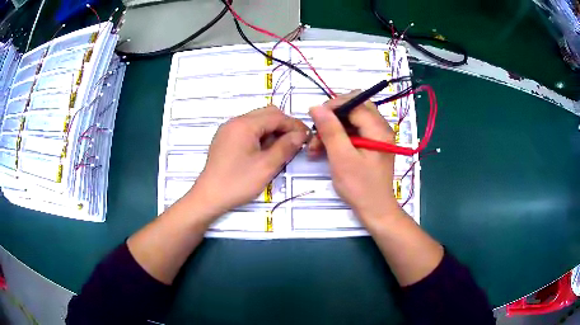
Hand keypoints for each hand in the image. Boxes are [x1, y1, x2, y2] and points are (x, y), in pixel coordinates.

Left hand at [186, 106, 308, 220]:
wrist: (209, 196)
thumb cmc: (238, 182)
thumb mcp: (266, 166)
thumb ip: (286, 147)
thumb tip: (301, 134)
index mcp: (244, 125)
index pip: (276, 116)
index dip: (294, 125)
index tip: (307, 137)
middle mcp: (235, 121)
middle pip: (266, 114)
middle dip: (283, 125)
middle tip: (295, 142)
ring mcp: (228, 129)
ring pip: (257, 121)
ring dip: (272, 130)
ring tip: (281, 148)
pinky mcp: (225, 138)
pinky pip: (247, 129)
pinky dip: (260, 135)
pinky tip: (264, 151)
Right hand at [307, 91, 400, 222]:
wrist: (375, 210)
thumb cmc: (360, 187)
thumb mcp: (342, 158)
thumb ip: (330, 130)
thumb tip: (316, 107)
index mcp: (378, 129)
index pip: (355, 103)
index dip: (333, 106)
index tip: (315, 118)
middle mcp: (381, 128)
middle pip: (355, 108)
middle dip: (332, 117)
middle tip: (317, 130)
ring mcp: (377, 137)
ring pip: (352, 121)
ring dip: (333, 129)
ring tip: (315, 147)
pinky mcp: (371, 145)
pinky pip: (353, 132)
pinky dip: (338, 138)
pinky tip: (324, 150)